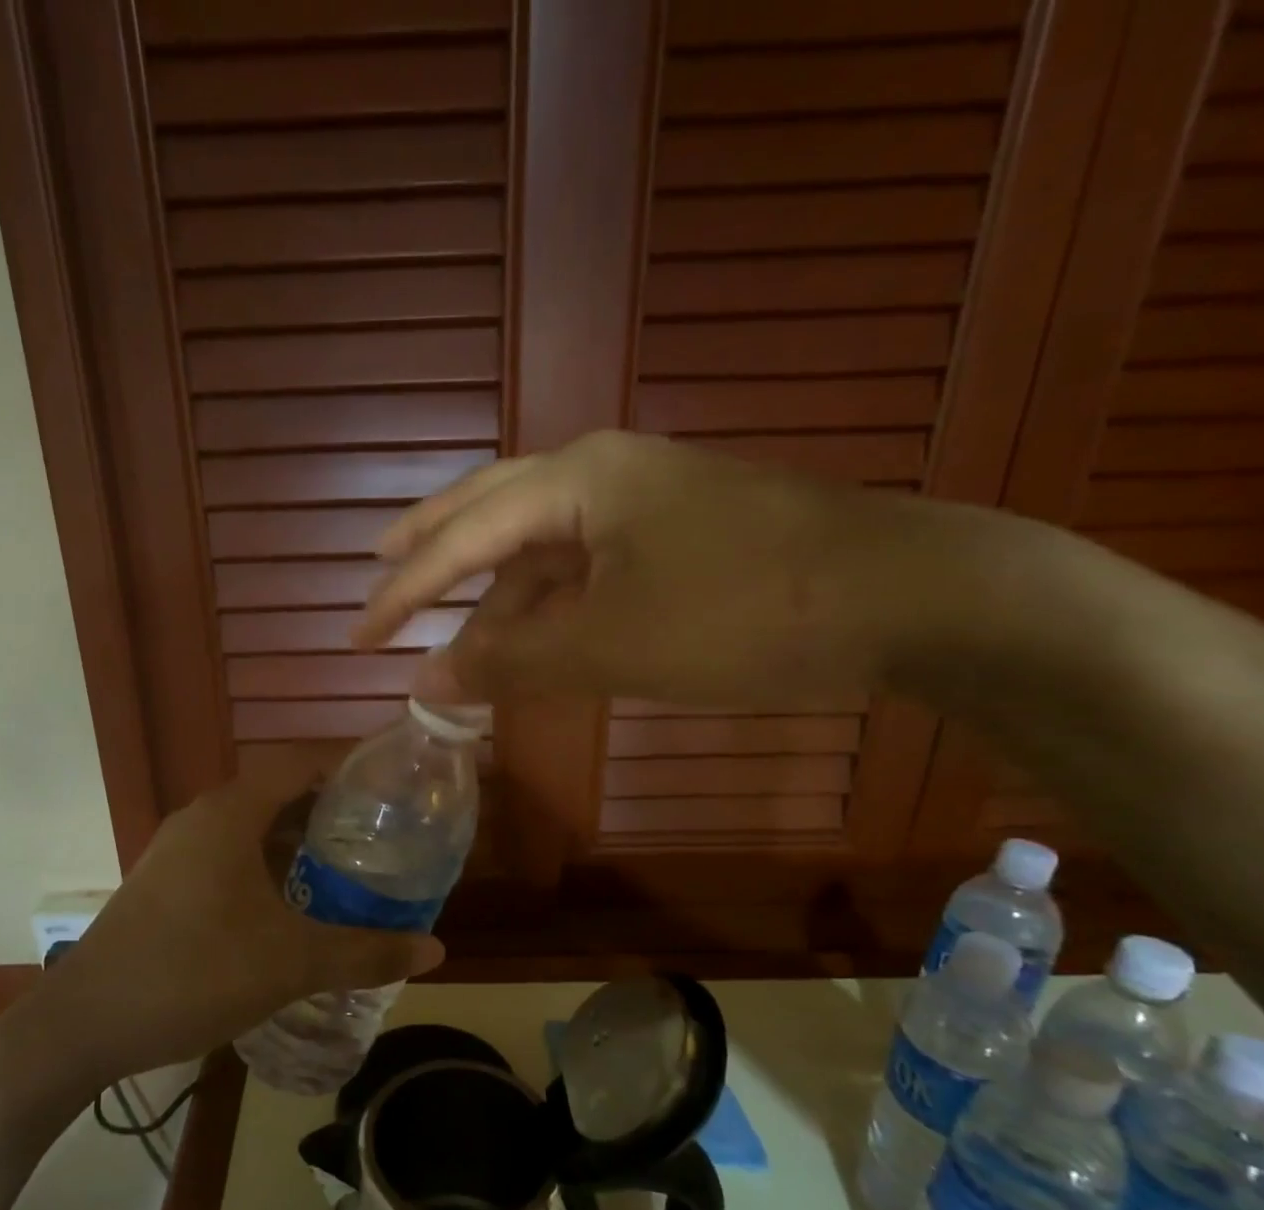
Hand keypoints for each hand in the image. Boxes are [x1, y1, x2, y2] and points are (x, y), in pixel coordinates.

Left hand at [45, 763, 445, 1083]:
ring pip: (251, 827)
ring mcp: (177, 849)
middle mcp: (202, 817)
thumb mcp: (290, 963)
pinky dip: (266, 865)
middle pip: (278, 792)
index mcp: (230, 813)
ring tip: (346, 869)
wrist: (85, 1022)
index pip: (299, 762)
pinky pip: (228, 854)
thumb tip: (436, 949)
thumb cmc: (193, 972)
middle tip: (381, 835)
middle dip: (330, 810)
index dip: (347, 766)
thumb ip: (365, 953)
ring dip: (296, 841)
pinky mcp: (165, 881)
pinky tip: (290, 906)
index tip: (392, 786)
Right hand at [354, 430, 950, 707]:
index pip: (463, 538)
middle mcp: (603, 475)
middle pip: (491, 511)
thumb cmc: (743, 613)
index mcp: (577, 480)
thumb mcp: (611, 644)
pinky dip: (549, 605)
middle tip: (380, 569)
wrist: (904, 597)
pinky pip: (586, 568)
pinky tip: (533, 635)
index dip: (405, 592)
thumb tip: (427, 680)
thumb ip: (511, 661)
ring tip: (452, 634)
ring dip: (496, 594)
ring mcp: (645, 503)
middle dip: (433, 549)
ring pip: (543, 547)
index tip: (359, 636)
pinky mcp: (678, 536)